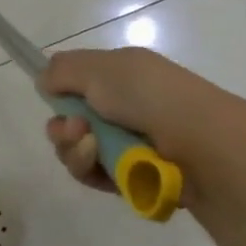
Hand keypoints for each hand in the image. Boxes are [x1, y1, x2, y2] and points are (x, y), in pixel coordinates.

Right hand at [40, 48, 232, 193]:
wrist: (201, 144)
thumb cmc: (149, 95)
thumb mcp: (100, 68)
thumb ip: (63, 70)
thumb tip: (44, 80)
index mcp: (120, 75)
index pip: (77, 83)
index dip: (60, 92)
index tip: (51, 98)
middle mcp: (123, 108)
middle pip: (71, 121)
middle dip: (63, 128)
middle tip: (75, 130)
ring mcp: (128, 144)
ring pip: (79, 152)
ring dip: (75, 150)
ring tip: (91, 148)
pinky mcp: (132, 178)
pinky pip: (96, 176)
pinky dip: (93, 171)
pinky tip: (102, 167)